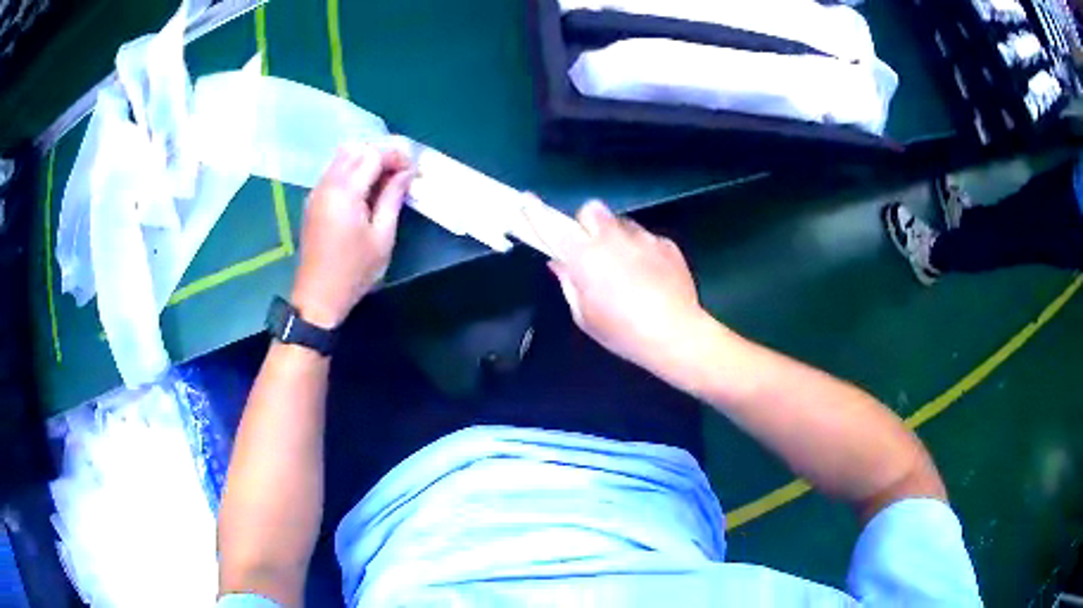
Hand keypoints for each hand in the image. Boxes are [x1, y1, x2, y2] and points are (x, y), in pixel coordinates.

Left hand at [290, 142, 412, 327]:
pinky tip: (365, 189)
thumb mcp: (382, 237)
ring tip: (385, 180)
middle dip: (380, 153)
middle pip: (355, 149)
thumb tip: (406, 172)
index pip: (372, 154)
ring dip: (365, 160)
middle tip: (400, 172)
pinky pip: (333, 171)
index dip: (395, 155)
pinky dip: (352, 170)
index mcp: (345, 192)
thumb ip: (393, 198)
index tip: (412, 169)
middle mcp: (327, 184)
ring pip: (342, 157)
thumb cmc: (354, 271)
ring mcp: (317, 192)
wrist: (318, 297)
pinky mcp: (313, 201)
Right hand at [543, 200, 708, 371]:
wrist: (675, 334)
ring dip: (617, 237)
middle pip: (592, 210)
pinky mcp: (667, 244)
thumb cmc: (622, 331)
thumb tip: (559, 263)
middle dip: (587, 224)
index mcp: (585, 256)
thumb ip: (569, 283)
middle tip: (591, 249)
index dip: (537, 212)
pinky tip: (651, 276)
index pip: (553, 226)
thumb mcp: (585, 316)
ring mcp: (643, 238)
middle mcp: (612, 238)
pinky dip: (644, 251)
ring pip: (622, 223)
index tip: (527, 201)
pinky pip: (648, 238)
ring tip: (627, 267)